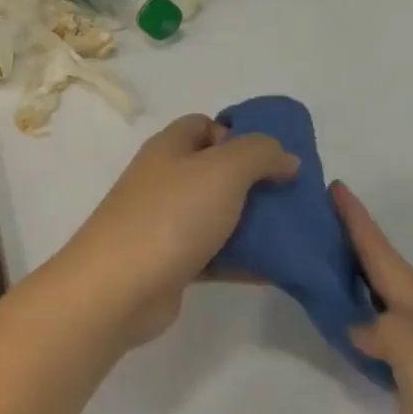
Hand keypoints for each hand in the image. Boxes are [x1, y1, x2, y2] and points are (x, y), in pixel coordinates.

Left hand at [60, 115, 298, 344]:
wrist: (119, 287)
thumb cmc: (170, 216)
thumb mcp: (222, 170)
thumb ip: (259, 154)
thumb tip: (285, 157)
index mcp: (168, 149)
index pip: (203, 125)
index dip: (237, 134)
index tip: (272, 158)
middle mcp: (163, 181)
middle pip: (214, 171)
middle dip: (254, 181)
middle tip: (291, 198)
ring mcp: (164, 223)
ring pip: (216, 214)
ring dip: (252, 222)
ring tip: (294, 233)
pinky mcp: (171, 262)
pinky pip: (215, 254)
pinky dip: (242, 259)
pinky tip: (277, 267)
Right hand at [335, 183, 412, 413]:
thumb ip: (393, 333)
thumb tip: (359, 323)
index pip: (388, 262)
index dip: (362, 225)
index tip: (336, 188)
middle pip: (388, 273)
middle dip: (360, 239)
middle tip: (323, 212)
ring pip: (384, 298)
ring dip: (358, 270)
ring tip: (326, 250)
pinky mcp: (412, 384)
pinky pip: (378, 328)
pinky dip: (358, 308)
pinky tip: (344, 313)